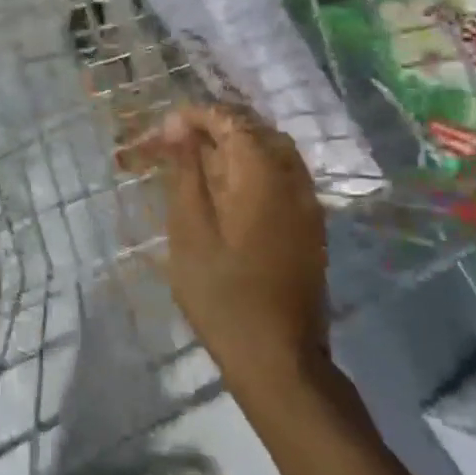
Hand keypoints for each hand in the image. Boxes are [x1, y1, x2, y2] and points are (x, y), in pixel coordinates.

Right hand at [128, 103, 328, 388]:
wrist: (277, 357)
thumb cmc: (221, 293)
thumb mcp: (189, 229)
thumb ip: (187, 172)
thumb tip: (179, 127)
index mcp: (262, 174)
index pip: (230, 121)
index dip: (195, 117)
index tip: (164, 131)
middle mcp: (293, 179)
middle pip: (256, 130)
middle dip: (216, 127)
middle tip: (178, 144)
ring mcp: (308, 203)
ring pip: (274, 152)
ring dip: (238, 146)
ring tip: (200, 162)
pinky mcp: (311, 226)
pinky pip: (284, 176)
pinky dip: (255, 168)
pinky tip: (229, 190)